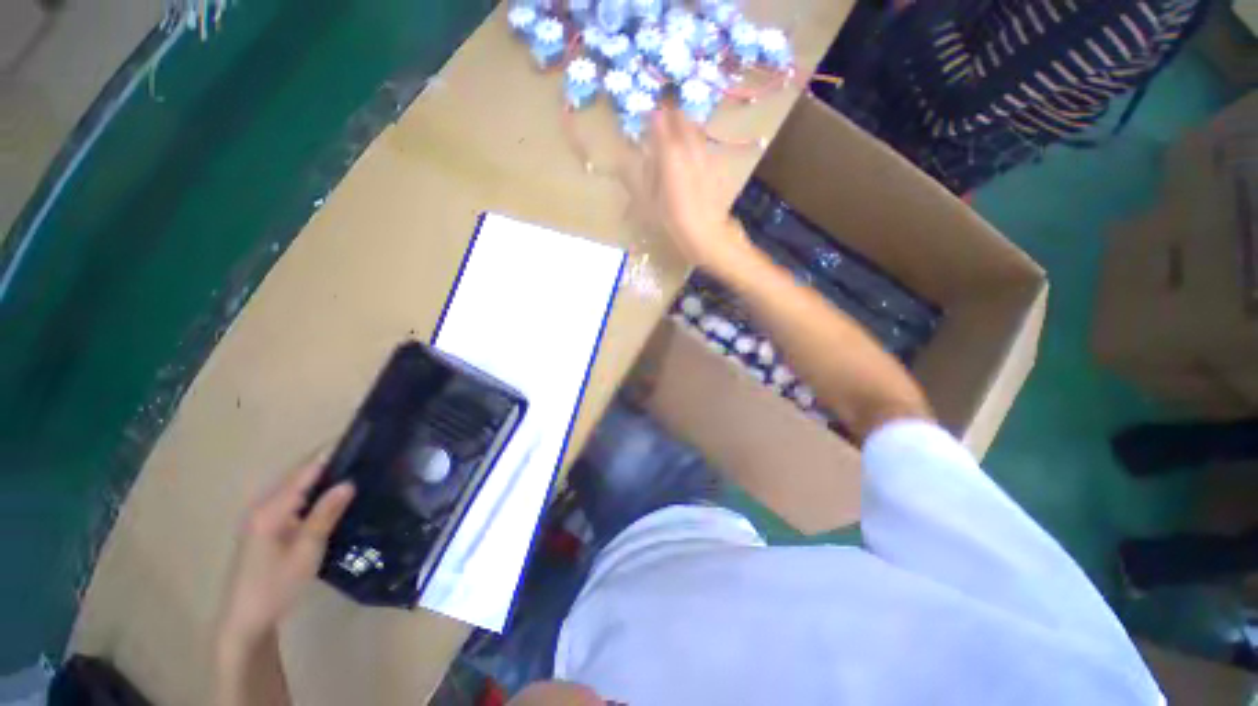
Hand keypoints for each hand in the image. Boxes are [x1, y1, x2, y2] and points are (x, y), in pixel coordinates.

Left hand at [218, 458, 353, 647]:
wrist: (245, 621)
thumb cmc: (276, 586)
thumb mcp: (306, 551)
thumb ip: (326, 514)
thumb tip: (349, 482)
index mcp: (271, 509)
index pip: (305, 471)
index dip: (330, 453)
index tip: (359, 440)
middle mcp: (263, 506)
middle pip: (299, 475)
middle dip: (329, 461)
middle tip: (364, 454)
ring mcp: (261, 517)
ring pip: (295, 486)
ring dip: (321, 476)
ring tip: (355, 469)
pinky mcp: (265, 527)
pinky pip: (292, 499)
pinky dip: (313, 492)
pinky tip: (332, 496)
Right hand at [620, 106, 750, 271]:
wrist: (705, 234)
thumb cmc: (672, 220)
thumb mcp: (649, 199)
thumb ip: (647, 171)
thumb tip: (646, 154)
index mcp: (670, 154)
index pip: (661, 123)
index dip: (654, 116)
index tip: (648, 113)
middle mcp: (689, 149)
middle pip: (682, 121)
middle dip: (672, 115)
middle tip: (664, 114)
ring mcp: (706, 156)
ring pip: (696, 131)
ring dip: (686, 125)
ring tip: (679, 127)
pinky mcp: (717, 167)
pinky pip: (705, 147)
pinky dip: (697, 143)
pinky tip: (694, 151)